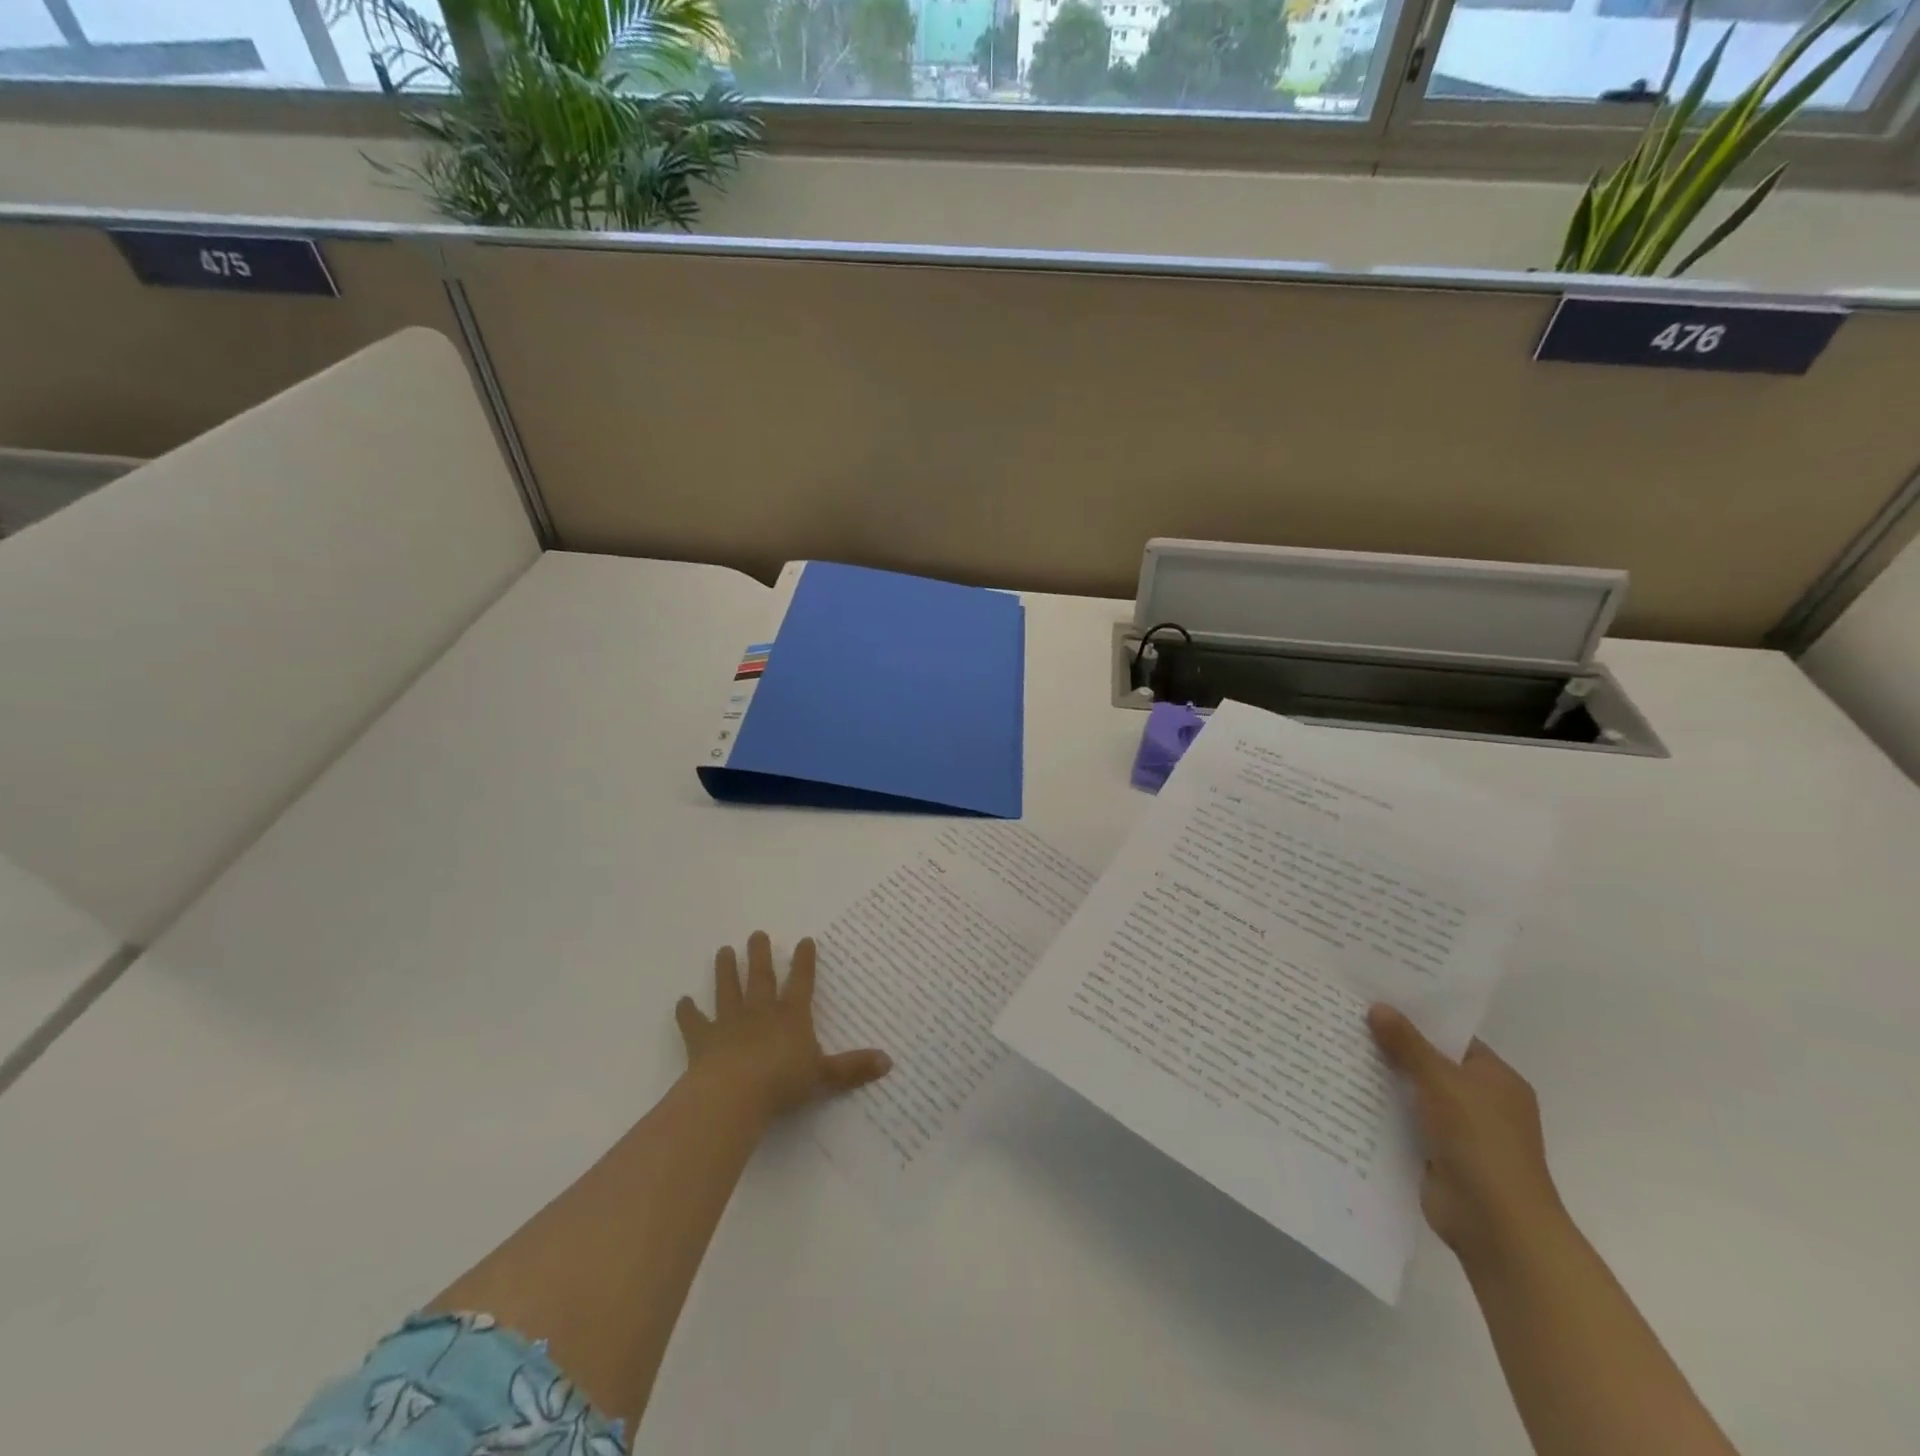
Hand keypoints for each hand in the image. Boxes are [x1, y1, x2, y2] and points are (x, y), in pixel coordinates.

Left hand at [676, 932, 890, 1122]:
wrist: (733, 1095)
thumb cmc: (782, 1083)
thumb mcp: (824, 1077)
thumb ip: (853, 1068)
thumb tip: (889, 1062)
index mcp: (791, 1015)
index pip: (802, 982)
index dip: (804, 961)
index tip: (804, 940)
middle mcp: (760, 1011)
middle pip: (761, 977)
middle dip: (760, 954)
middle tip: (756, 934)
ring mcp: (729, 1023)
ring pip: (728, 989)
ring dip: (725, 970)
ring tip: (723, 950)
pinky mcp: (703, 1040)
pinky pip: (694, 1022)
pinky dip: (687, 1012)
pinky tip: (682, 1002)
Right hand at [1368, 1004, 1566, 1268]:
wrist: (1496, 1225)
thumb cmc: (1480, 1142)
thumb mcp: (1441, 1082)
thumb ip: (1408, 1044)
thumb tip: (1378, 1006)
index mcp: (1495, 1078)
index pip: (1451, 1036)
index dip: (1416, 1017)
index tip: (1374, 997)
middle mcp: (1480, 1101)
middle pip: (1428, 1063)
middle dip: (1391, 1046)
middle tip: (1345, 1018)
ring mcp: (1458, 1130)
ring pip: (1412, 1092)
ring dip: (1381, 1078)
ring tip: (1334, 1047)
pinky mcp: (1435, 1154)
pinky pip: (1402, 1121)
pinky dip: (1379, 1110)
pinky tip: (1342, 1091)